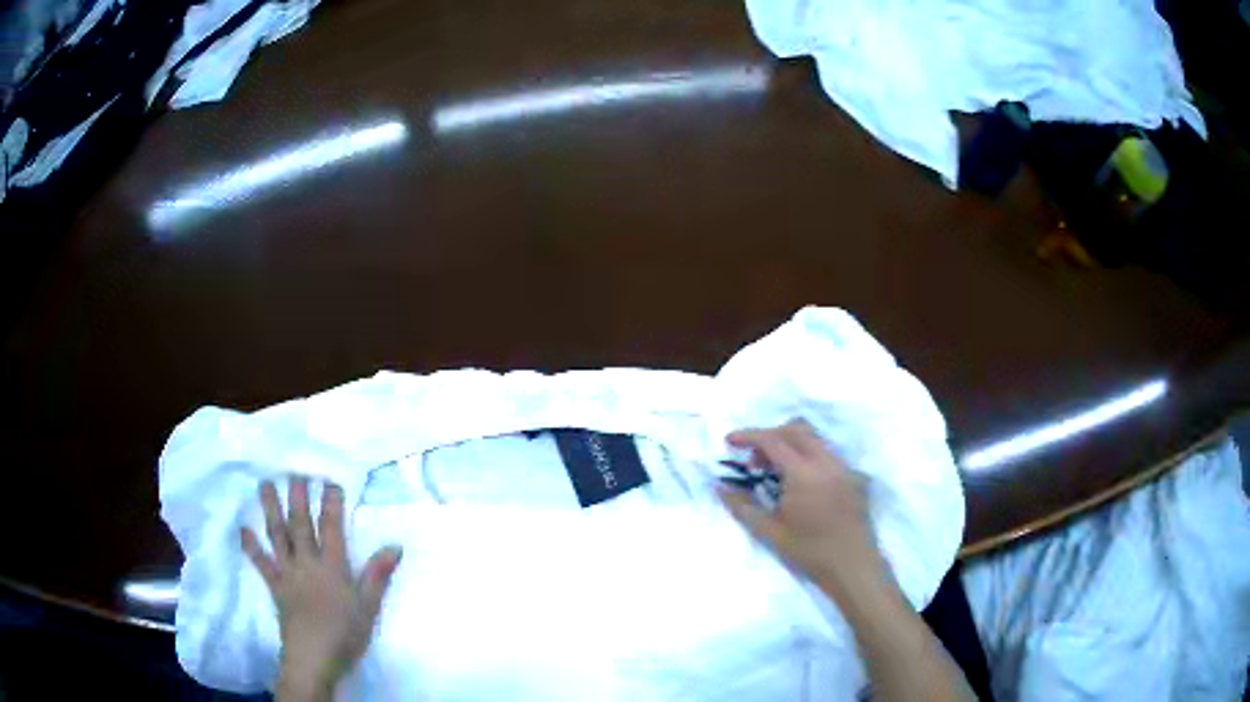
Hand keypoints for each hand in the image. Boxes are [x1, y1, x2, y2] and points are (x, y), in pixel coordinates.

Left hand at [241, 478, 401, 700]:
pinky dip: (252, 547)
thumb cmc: (345, 633)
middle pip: (301, 525)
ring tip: (265, 485)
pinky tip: (243, 530)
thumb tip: (395, 545)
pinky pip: (261, 563)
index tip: (330, 479)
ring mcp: (288, 573)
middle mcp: (307, 563)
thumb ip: (378, 575)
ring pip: (278, 536)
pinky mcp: (275, 586)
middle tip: (293, 471)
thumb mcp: (368, 607)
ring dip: (271, 510)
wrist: (313, 657)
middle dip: (298, 497)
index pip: (332, 528)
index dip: (331, 503)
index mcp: (332, 567)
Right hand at [718, 420, 884, 596]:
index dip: (749, 436)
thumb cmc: (810, 553)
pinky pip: (828, 454)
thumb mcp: (771, 532)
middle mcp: (827, 462)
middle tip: (754, 461)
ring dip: (790, 445)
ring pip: (815, 439)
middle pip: (796, 429)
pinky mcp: (855, 477)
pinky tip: (801, 485)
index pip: (773, 440)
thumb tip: (721, 488)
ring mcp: (844, 468)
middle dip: (770, 435)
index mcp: (804, 474)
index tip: (730, 441)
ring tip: (775, 474)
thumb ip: (744, 507)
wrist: (853, 567)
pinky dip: (808, 457)